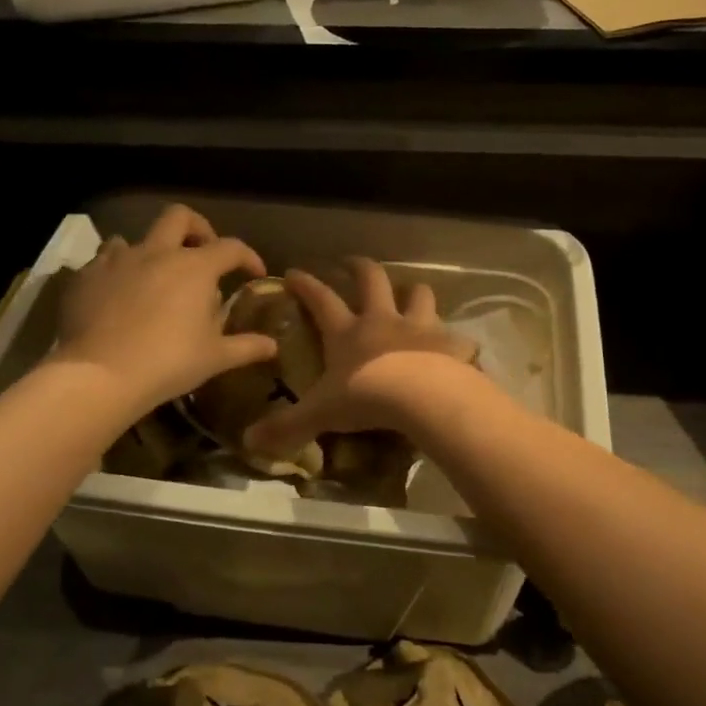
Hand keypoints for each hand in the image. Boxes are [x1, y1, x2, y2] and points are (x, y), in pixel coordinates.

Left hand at [52, 204, 274, 414]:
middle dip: (197, 228)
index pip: (231, 247)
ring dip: (151, 250)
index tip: (254, 273)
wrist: (99, 374)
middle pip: (180, 217)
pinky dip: (118, 271)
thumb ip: (246, 346)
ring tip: (155, 278)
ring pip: (136, 237)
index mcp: (195, 267)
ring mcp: (117, 260)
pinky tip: (119, 295)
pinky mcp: (86, 276)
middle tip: (202, 253)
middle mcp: (157, 252)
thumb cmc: (168, 363)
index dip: (248, 256)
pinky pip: (104, 260)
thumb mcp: (215, 358)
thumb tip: (273, 346)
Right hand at [243, 257, 476, 458]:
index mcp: (348, 332)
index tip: (293, 272)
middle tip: (352, 263)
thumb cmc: (366, 398)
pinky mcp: (451, 344)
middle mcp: (383, 320)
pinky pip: (456, 337)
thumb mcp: (320, 414)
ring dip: (413, 293)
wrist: (423, 397)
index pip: (321, 300)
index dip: (306, 285)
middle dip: (360, 268)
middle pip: (372, 280)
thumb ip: (287, 426)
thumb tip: (249, 442)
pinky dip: (454, 340)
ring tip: (410, 294)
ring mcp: (420, 328)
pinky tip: (455, 348)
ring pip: (419, 295)